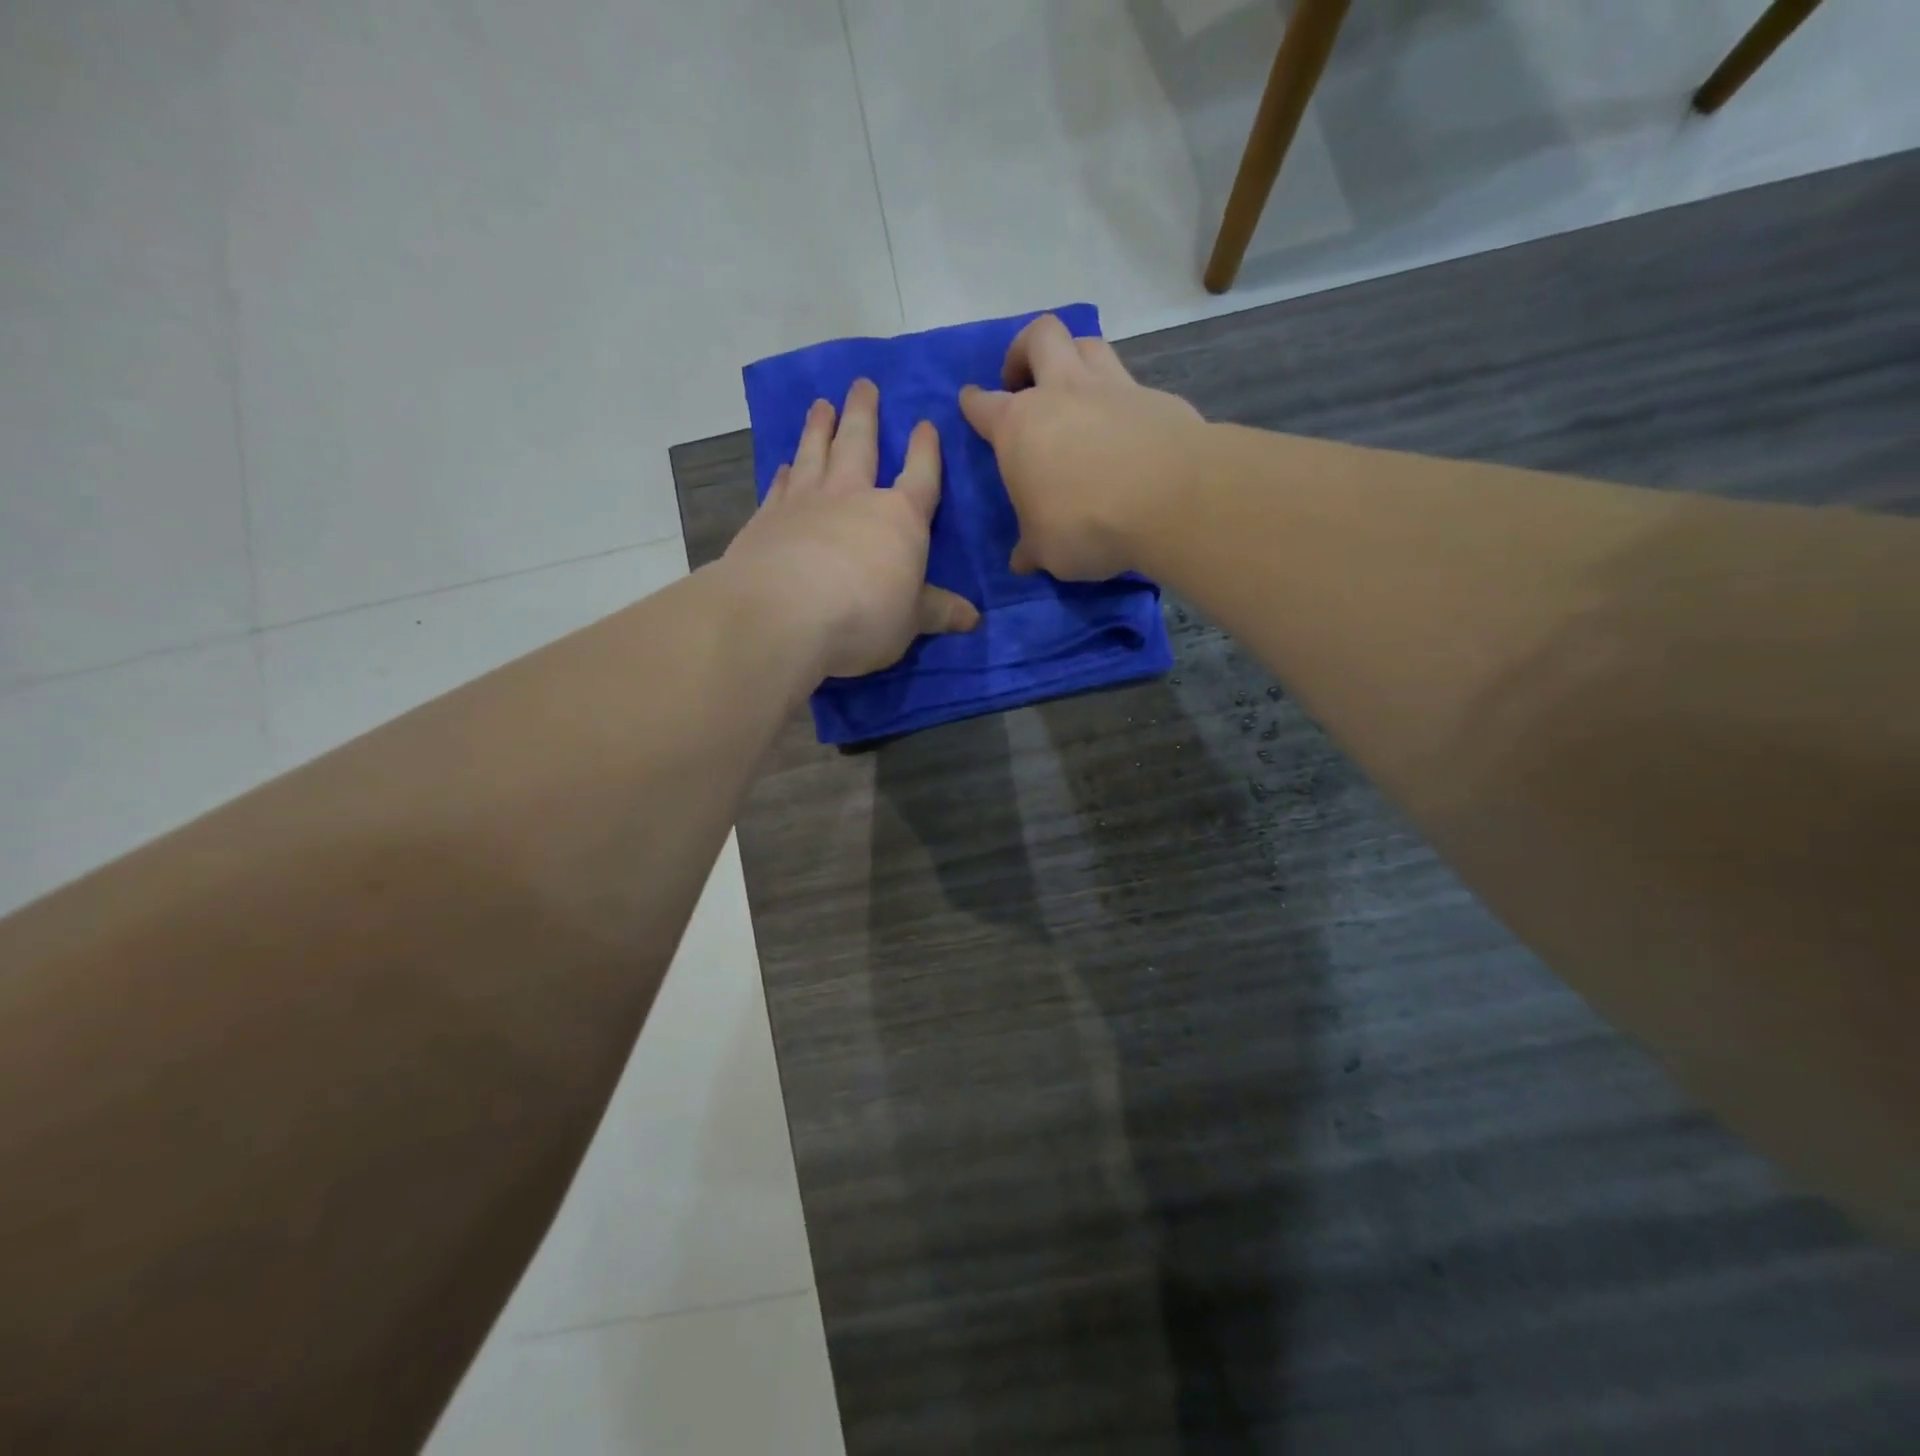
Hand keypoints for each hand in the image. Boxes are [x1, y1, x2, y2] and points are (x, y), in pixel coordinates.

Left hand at [723, 378, 977, 681]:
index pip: (920, 475)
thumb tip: (974, 619)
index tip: (925, 424)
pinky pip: (780, 485)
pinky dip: (785, 472)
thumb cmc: (863, 616)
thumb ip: (939, 612)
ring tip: (822, 405)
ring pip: (815, 452)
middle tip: (862, 384)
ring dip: (820, 427)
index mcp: (899, 517)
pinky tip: (785, 463)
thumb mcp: (911, 621)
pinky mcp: (767, 518)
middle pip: (860, 444)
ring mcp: (805, 502)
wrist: (783, 615)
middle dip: (864, 413)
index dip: (925, 450)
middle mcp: (852, 496)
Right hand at [959, 313, 1206, 580]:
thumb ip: (1032, 548)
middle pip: (1039, 337)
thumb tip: (1022, 560)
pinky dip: (1121, 396)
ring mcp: (1112, 387)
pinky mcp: (1156, 397)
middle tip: (1024, 379)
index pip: (984, 405)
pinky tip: (1125, 424)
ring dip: (1074, 355)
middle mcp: (1062, 392)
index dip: (973, 403)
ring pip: (1087, 343)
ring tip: (1074, 387)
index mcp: (1019, 426)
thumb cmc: (1085, 524)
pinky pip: (1131, 381)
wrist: (1169, 501)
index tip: (971, 403)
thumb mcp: (1046, 550)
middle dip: (1024, 350)